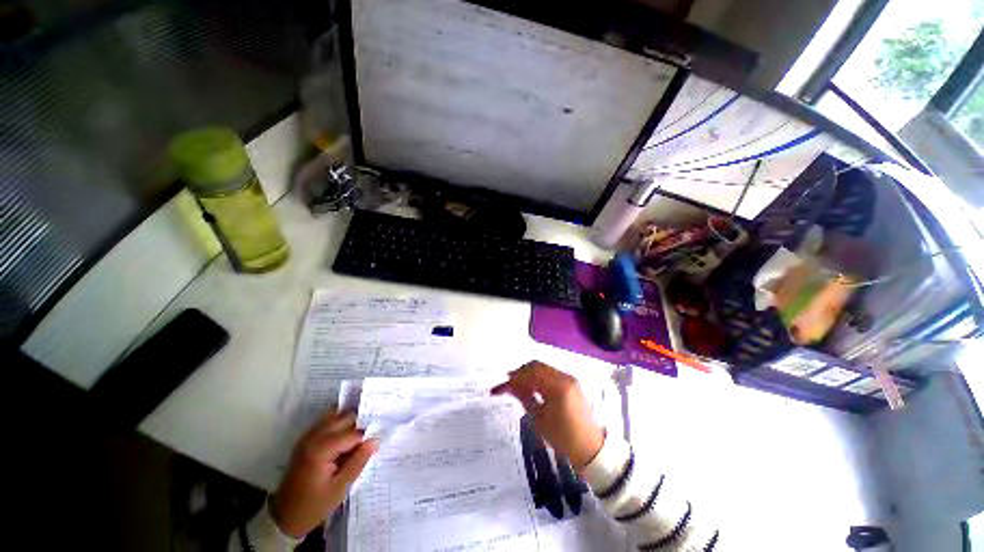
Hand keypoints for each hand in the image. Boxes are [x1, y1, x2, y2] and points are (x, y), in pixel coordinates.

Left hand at [271, 411, 377, 537]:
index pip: (354, 433)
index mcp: (322, 449)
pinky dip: (338, 423)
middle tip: (371, 436)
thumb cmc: (314, 505)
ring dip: (349, 421)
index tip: (378, 441)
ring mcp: (307, 437)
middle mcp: (314, 437)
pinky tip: (346, 437)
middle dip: (360, 423)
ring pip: (334, 415)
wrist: (284, 517)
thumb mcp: (340, 488)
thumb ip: (358, 461)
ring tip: (360, 436)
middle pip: (344, 417)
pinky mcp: (305, 440)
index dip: (368, 436)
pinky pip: (325, 422)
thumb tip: (375, 440)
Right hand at [492, 361, 604, 470]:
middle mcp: (565, 377)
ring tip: (517, 387)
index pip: (531, 372)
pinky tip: (531, 388)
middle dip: (521, 373)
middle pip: (537, 366)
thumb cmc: (563, 438)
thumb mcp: (539, 420)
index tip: (502, 386)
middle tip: (508, 384)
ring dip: (529, 374)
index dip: (515, 376)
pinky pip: (551, 374)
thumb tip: (508, 385)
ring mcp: (569, 379)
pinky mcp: (571, 384)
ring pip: (543, 369)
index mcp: (558, 387)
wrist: (590, 449)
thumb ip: (524, 397)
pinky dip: (538, 378)